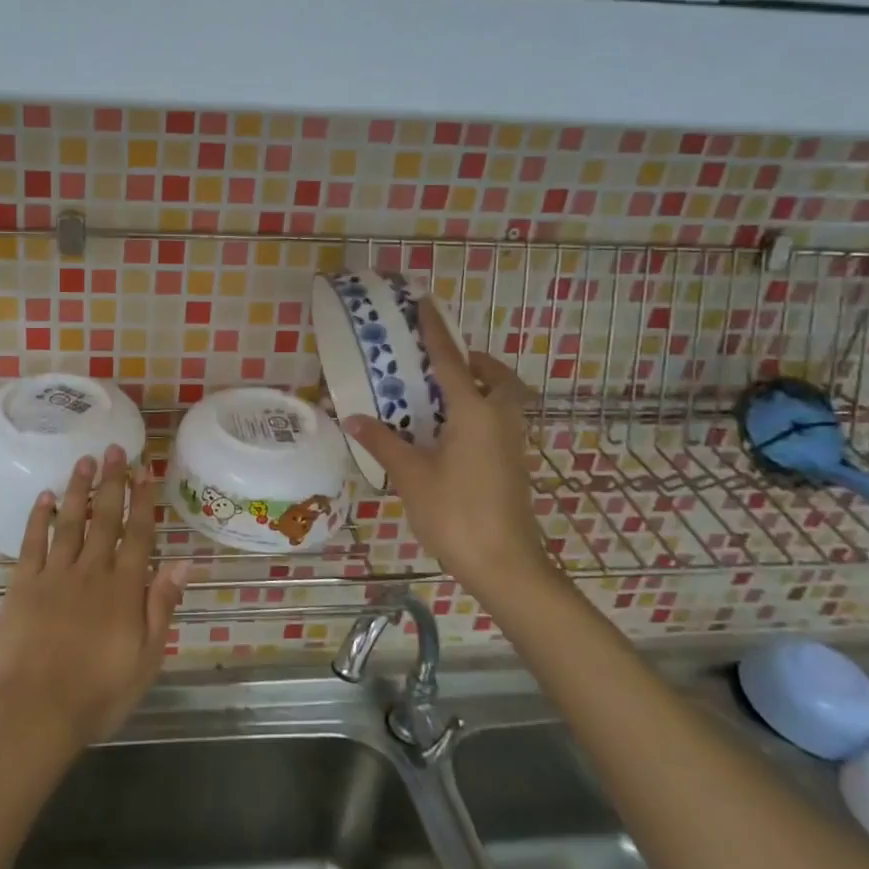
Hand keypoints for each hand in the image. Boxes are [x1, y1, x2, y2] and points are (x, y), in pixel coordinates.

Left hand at [0, 446, 187, 755]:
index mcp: (124, 588)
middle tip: (114, 449)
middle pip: (105, 518)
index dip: (143, 501)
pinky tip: (45, 496)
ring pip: (70, 521)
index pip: (138, 534)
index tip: (145, 471)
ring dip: (78, 489)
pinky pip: (32, 542)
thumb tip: (184, 562)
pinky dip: (39, 517)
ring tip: (84, 460)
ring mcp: (55, 574)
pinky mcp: (24, 583)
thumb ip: (162, 606)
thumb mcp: (147, 658)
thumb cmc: (99, 693)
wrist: (36, 712)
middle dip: (112, 481)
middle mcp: (92, 571)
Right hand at [343, 304, 553, 611]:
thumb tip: (354, 417)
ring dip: (481, 386)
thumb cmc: (455, 512)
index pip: (450, 361)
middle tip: (443, 362)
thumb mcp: (411, 475)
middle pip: (495, 376)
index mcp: (473, 412)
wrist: (505, 564)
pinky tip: (452, 432)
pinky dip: (482, 411)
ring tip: (445, 394)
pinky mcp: (514, 464)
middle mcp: (498, 419)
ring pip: (503, 399)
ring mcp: (512, 442)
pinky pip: (500, 420)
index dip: (436, 331)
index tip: (426, 304)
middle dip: (474, 361)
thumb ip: (384, 442)